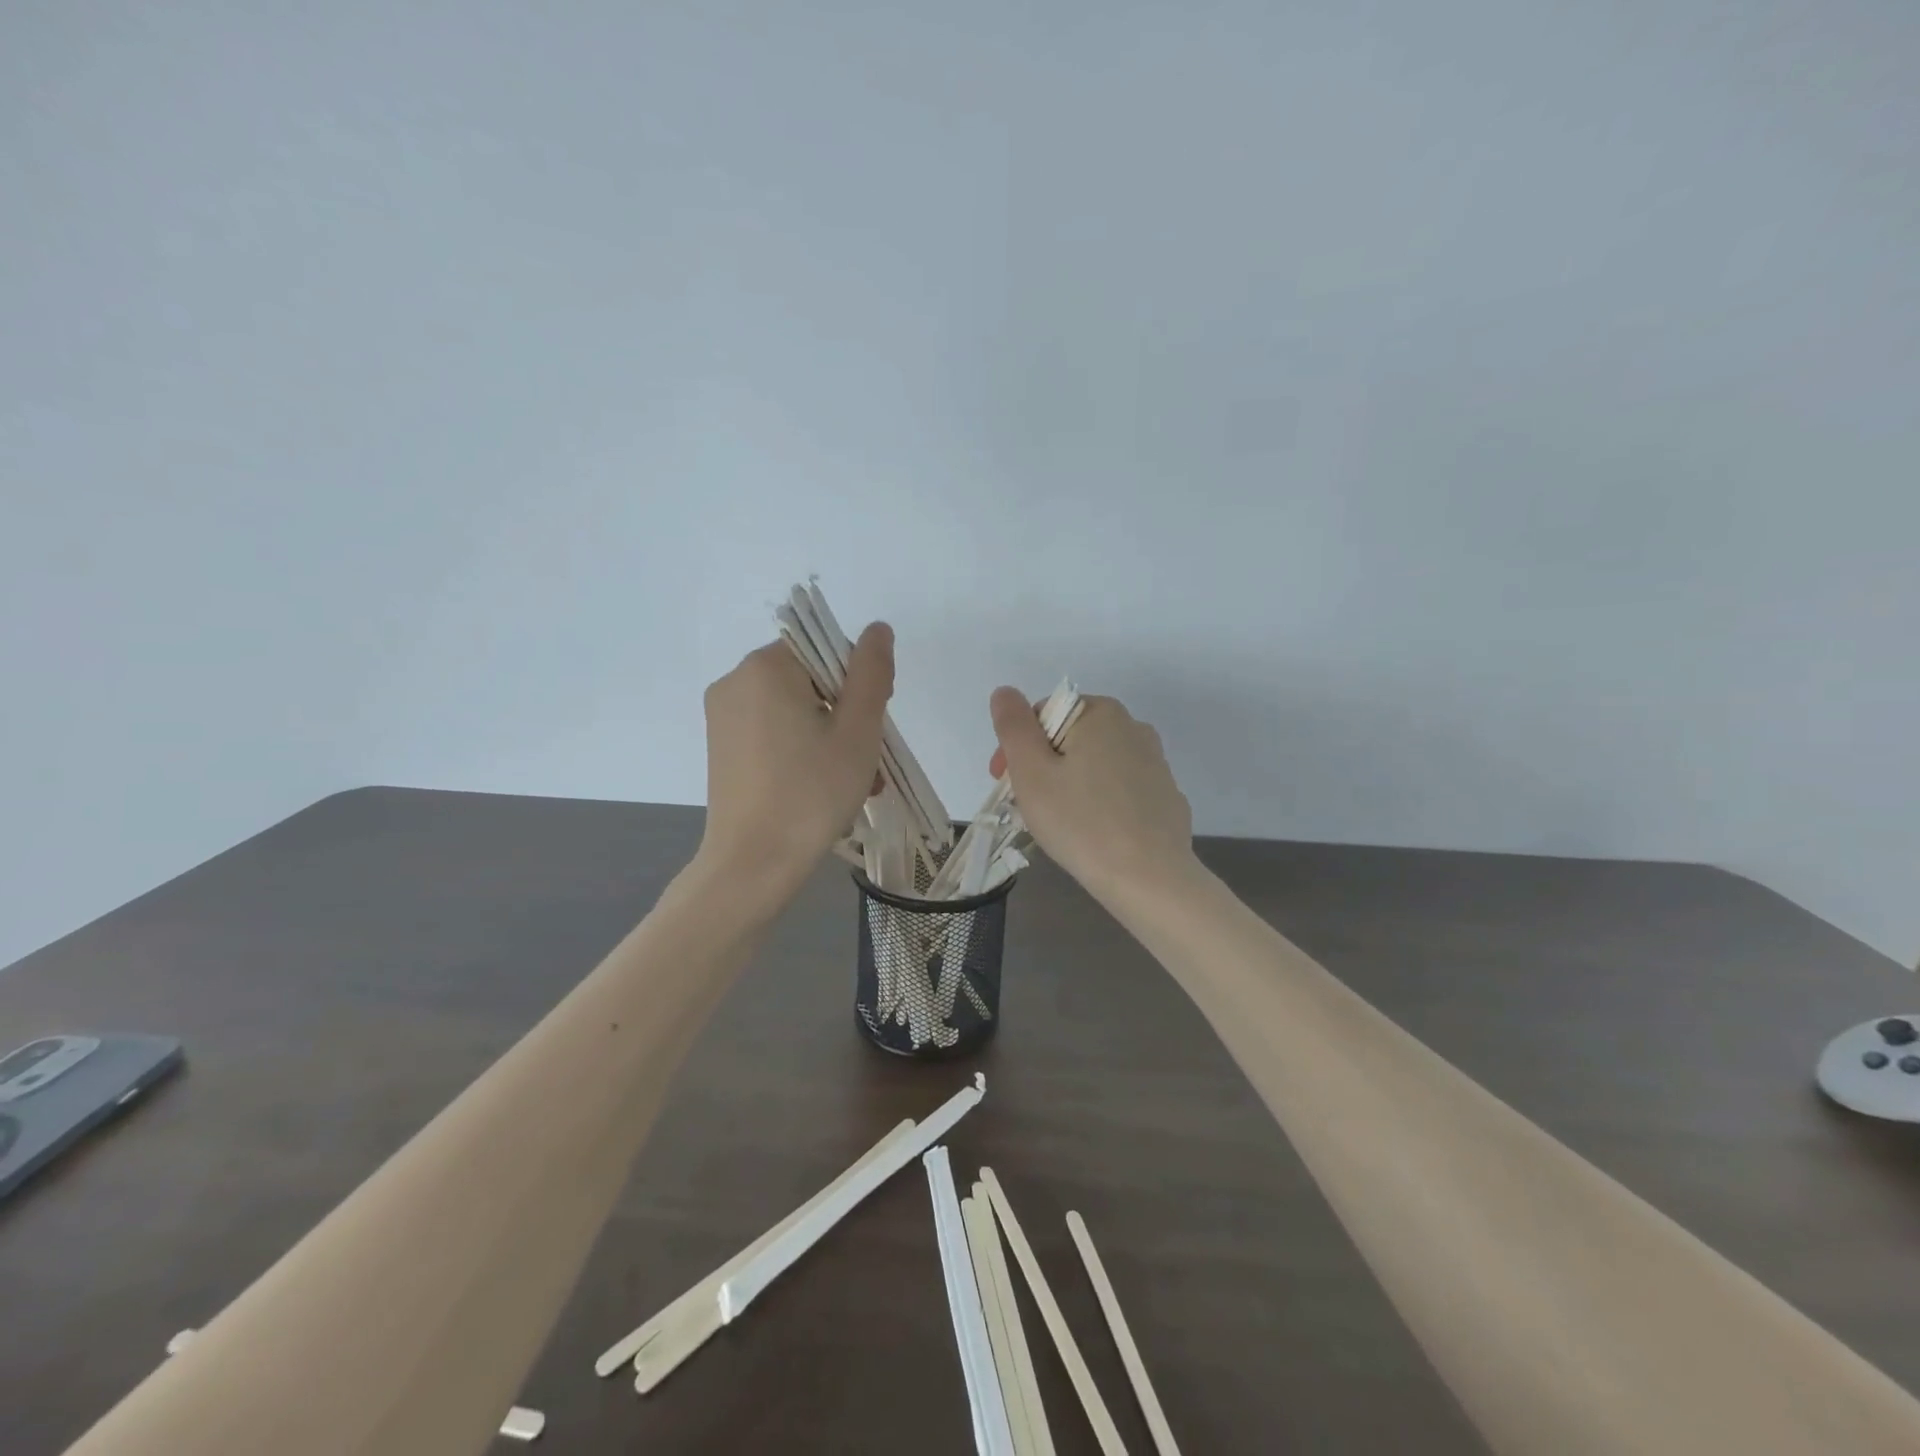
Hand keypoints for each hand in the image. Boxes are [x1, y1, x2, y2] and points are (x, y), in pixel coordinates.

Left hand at [699, 623, 894, 894]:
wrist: (753, 864)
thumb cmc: (812, 793)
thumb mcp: (858, 730)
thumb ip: (871, 672)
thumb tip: (877, 628)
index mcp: (765, 667)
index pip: (825, 649)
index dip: (857, 681)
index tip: (871, 724)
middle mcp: (735, 681)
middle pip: (810, 679)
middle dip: (845, 714)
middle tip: (869, 760)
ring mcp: (723, 717)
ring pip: (794, 709)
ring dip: (830, 736)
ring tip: (857, 782)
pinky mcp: (721, 748)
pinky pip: (773, 732)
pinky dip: (802, 749)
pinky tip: (823, 786)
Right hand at [988, 687, 1196, 900]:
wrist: (1149, 879)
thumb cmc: (1080, 821)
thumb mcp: (1031, 772)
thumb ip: (1013, 726)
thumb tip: (1005, 692)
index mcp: (1101, 713)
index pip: (1044, 715)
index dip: (1017, 747)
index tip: (1006, 783)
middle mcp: (1134, 727)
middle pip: (1071, 738)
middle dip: (1043, 766)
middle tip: (1026, 806)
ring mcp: (1156, 764)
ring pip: (1095, 765)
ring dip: (1070, 784)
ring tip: (1058, 824)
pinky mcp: (1166, 798)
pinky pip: (1120, 791)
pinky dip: (1100, 803)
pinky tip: (1092, 834)